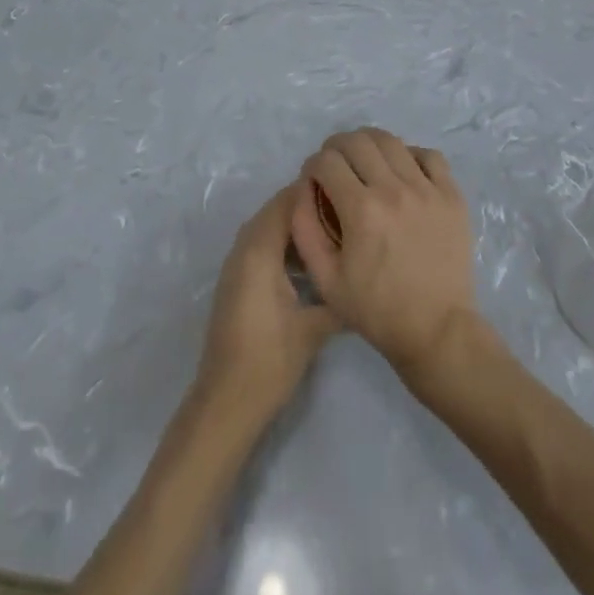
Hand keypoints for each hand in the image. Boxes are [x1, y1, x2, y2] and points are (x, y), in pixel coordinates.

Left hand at [195, 184, 340, 425]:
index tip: (351, 191)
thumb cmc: (269, 362)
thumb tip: (368, 277)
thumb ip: (340, 296)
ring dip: (299, 225)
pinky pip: (264, 245)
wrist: (225, 403)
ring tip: (339, 230)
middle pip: (280, 209)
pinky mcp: (239, 280)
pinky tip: (315, 260)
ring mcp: (238, 263)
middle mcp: (244, 247)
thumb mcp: (314, 328)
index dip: (319, 191)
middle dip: (312, 205)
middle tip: (350, 208)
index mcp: (259, 249)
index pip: (290, 200)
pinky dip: (287, 243)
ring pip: (271, 227)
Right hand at [291, 128, 477, 387]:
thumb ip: (305, 228)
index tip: (314, 179)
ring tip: (365, 161)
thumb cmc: (377, 311)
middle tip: (335, 166)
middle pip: (357, 141)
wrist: (438, 331)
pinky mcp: (452, 196)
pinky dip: (410, 155)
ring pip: (391, 141)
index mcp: (361, 210)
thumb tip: (303, 188)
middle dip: (337, 147)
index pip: (327, 161)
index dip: (313, 165)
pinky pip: (429, 155)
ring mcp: (427, 189)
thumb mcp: (326, 279)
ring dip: (370, 144)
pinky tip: (403, 171)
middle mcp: (393, 189)